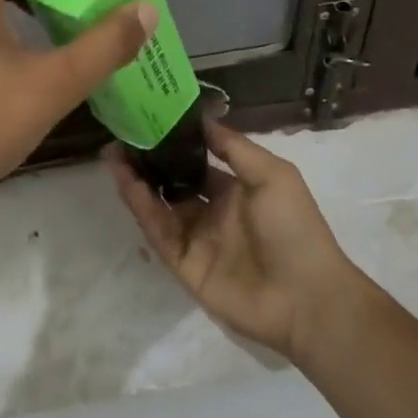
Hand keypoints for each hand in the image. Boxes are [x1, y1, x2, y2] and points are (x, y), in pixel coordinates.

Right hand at [107, 121, 359, 362]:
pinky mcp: (183, 264)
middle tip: (120, 138)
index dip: (173, 143)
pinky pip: (158, 231)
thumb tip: (199, 119)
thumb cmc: (294, 228)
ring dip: (136, 181)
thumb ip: (234, 147)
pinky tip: (126, 183)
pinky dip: (141, 207)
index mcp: (236, 190)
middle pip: (171, 182)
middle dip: (147, 162)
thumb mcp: (273, 174)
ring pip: (158, 205)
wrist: (306, 298)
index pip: (197, 161)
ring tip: (112, 155)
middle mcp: (212, 211)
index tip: (149, 120)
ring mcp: (196, 239)